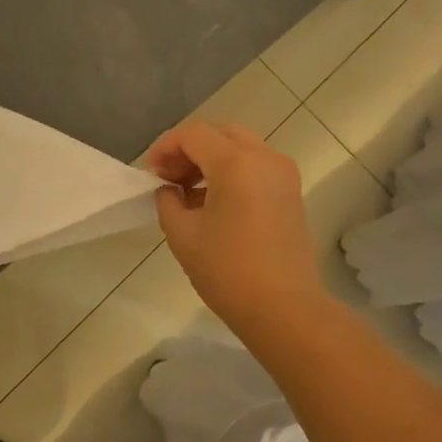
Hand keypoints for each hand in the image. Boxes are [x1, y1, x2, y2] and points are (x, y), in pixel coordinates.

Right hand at [147, 121, 326, 335]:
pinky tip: (211, 204)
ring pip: (240, 148)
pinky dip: (230, 173)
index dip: (165, 147)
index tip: (150, 173)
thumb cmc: (227, 271)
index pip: (194, 134)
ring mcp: (283, 174)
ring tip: (186, 194)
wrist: (283, 307)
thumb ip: (167, 201)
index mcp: (236, 163)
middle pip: (220, 134)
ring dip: (210, 161)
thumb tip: (169, 190)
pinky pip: (255, 167)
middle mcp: (265, 158)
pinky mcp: (291, 193)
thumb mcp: (182, 235)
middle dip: (189, 150)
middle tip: (167, 178)